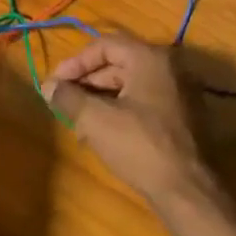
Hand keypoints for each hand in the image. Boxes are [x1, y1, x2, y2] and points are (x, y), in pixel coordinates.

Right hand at [42, 33, 213, 211]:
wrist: (187, 190)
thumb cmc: (140, 146)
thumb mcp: (96, 120)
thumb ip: (69, 97)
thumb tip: (48, 86)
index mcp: (150, 58)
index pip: (105, 45)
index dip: (76, 62)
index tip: (55, 83)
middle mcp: (169, 67)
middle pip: (119, 64)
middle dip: (87, 83)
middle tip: (63, 103)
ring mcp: (179, 92)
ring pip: (131, 85)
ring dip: (101, 100)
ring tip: (78, 124)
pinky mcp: (183, 116)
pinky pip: (145, 102)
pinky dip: (121, 110)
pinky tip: (103, 134)